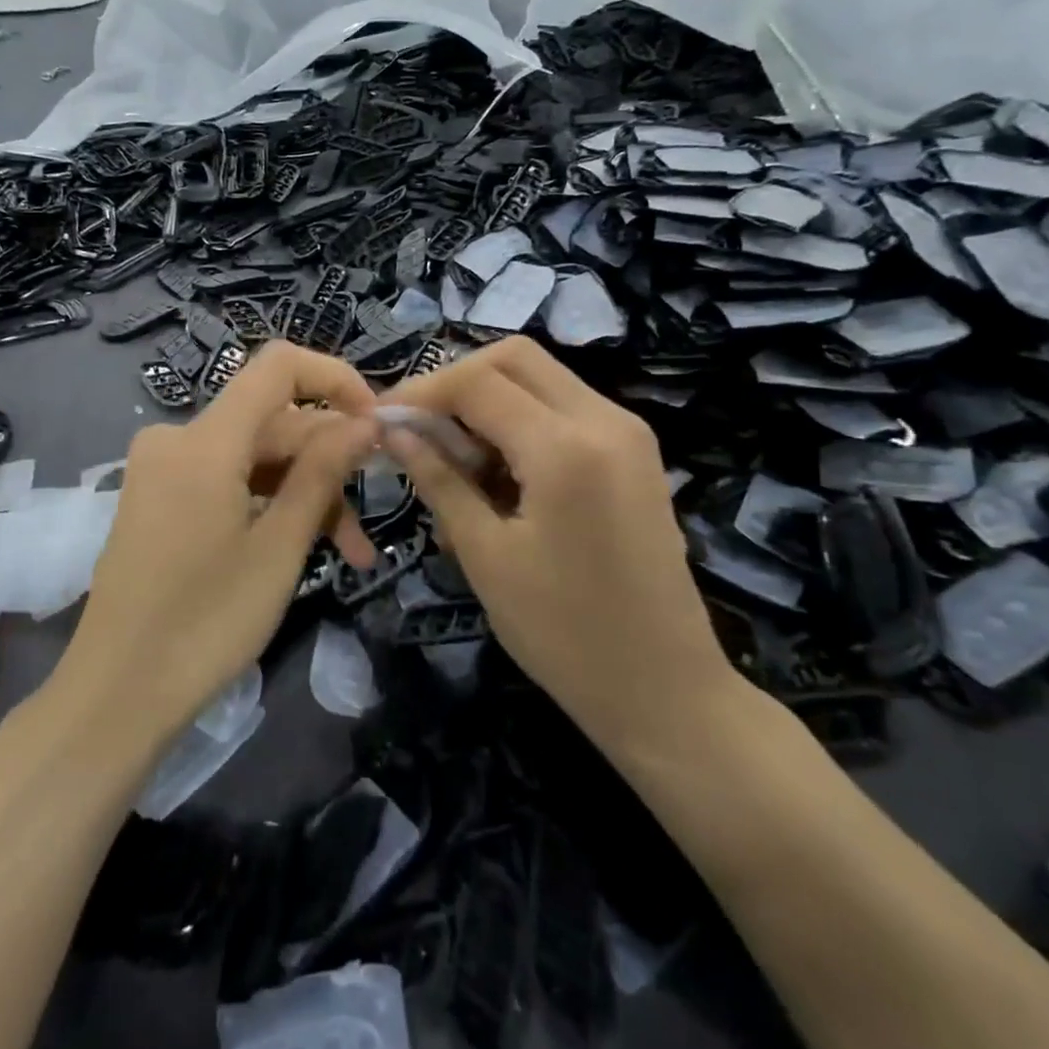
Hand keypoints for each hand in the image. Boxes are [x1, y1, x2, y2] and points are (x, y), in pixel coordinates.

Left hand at [57, 343, 377, 747]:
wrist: (116, 695)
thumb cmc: (205, 624)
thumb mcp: (279, 547)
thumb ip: (322, 473)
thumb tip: (364, 422)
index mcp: (204, 441)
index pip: (279, 367)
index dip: (336, 379)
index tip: (376, 423)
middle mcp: (177, 438)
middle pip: (272, 421)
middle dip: (327, 462)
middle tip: (371, 517)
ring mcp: (163, 468)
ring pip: (254, 456)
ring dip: (303, 492)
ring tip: (348, 550)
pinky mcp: (159, 496)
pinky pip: (227, 477)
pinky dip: (267, 502)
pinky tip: (300, 543)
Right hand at [380, 339, 743, 755]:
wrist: (665, 689)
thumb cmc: (565, 634)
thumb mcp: (486, 556)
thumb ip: (439, 480)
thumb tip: (394, 431)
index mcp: (566, 447)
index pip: (477, 382)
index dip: (421, 392)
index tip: (382, 420)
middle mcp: (605, 419)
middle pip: (514, 359)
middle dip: (456, 382)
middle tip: (418, 429)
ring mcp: (628, 432)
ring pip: (541, 378)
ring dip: (489, 401)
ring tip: (454, 458)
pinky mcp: (635, 452)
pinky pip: (566, 408)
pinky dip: (522, 421)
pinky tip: (498, 471)